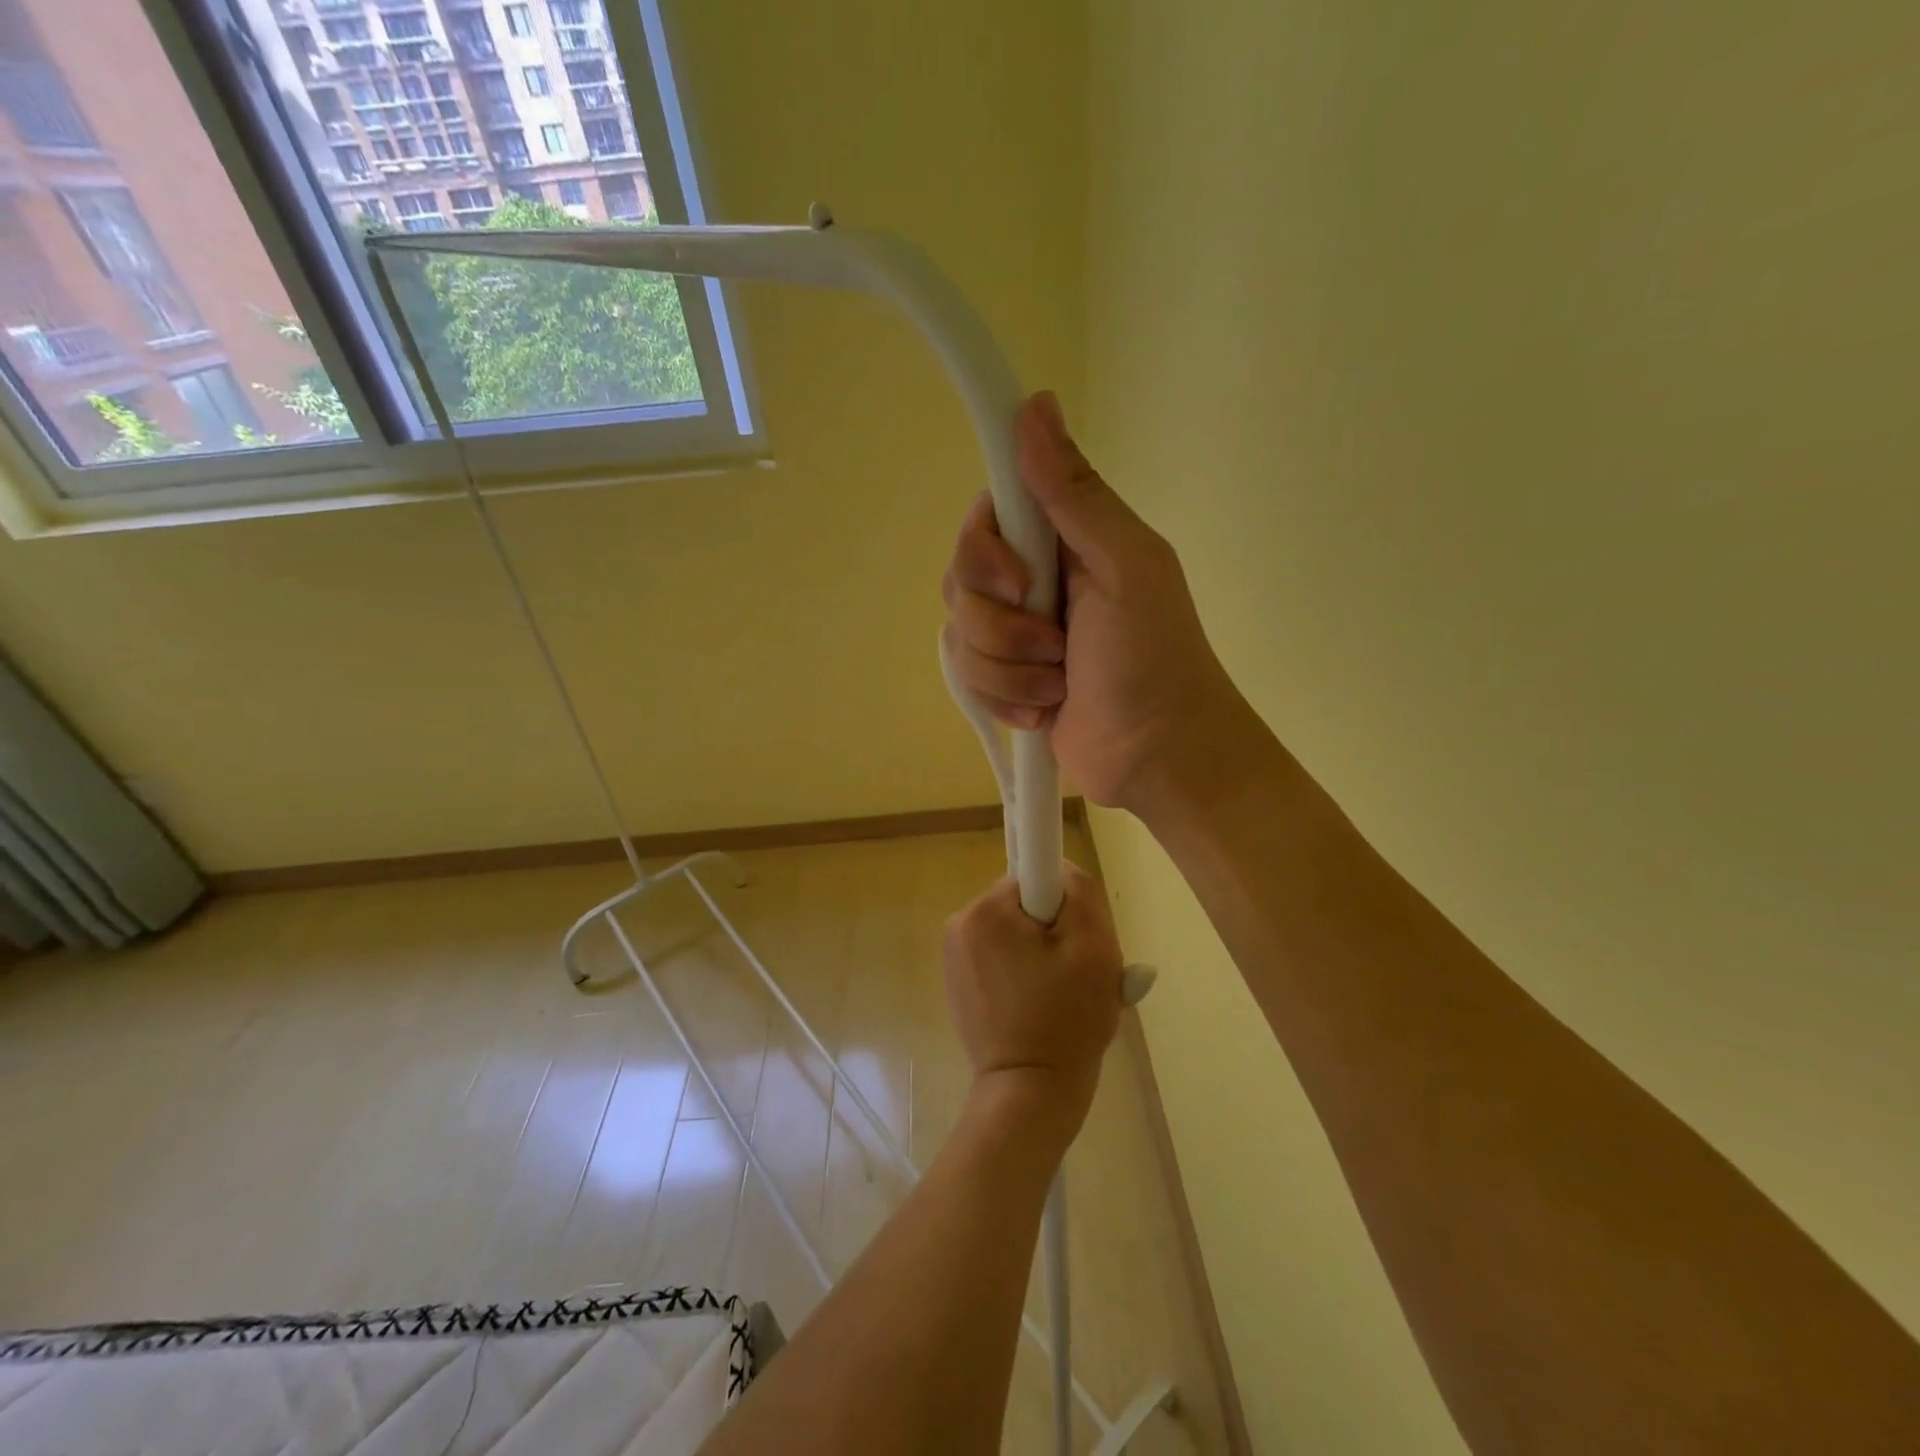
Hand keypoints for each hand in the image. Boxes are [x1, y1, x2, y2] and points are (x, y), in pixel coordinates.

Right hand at [940, 391, 1248, 814]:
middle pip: (959, 580)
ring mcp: (1015, 636)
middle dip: (1003, 625)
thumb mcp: (1127, 566)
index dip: (985, 549)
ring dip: (1012, 671)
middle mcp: (1032, 582)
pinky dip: (1007, 701)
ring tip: (1060, 686)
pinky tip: (1045, 712)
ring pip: (960, 637)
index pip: (986, 517)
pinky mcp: (1006, 683)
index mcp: (1063, 542)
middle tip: (1056, 644)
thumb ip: (1076, 494)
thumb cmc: (1154, 658)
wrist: (1159, 755)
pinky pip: (968, 680)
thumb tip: (1035, 403)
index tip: (1020, 579)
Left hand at [943, 865, 1122, 1139]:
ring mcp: (954, 957)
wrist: (1031, 1092)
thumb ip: (1080, 891)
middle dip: (1055, 933)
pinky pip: (1001, 960)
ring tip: (1060, 997)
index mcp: (985, 910)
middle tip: (1076, 975)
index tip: (1075, 944)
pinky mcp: (958, 984)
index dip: (1065, 906)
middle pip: (1025, 907)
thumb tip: (1060, 870)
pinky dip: (1023, 975)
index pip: (1037, 878)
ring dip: (1042, 955)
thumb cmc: (1067, 1017)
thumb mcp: (1094, 946)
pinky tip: (1039, 1009)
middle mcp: (960, 924)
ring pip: (1016, 934)